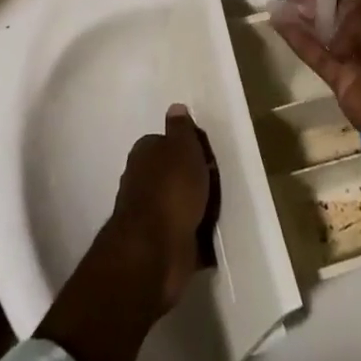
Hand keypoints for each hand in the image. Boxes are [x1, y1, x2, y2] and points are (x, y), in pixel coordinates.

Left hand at [104, 104, 214, 312]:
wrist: (155, 252)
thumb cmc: (171, 189)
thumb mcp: (182, 147)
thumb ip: (181, 129)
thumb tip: (175, 107)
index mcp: (143, 154)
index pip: (164, 142)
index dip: (186, 147)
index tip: (207, 154)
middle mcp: (140, 182)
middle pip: (171, 174)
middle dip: (191, 179)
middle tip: (217, 182)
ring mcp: (148, 216)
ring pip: (177, 204)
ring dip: (194, 208)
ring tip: (219, 210)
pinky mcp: (159, 246)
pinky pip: (183, 234)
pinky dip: (196, 236)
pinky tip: (213, 238)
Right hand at [270, 0, 360, 148]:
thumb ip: (354, 10)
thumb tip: (338, 25)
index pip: (359, 3)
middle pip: (339, 19)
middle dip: (316, 7)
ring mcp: (359, 62)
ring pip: (326, 37)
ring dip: (304, 21)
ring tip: (280, 5)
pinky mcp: (342, 83)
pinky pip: (317, 57)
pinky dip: (298, 41)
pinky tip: (279, 22)